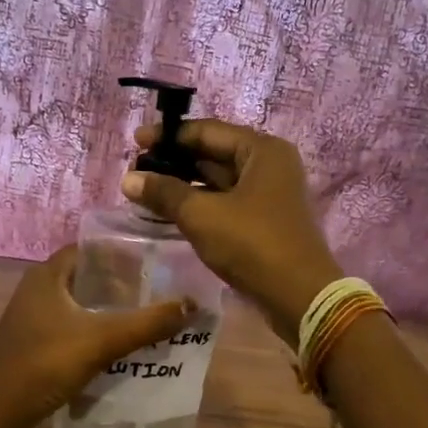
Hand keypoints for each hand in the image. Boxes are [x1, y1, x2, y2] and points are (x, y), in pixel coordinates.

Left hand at [0, 246, 195, 427]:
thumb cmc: (45, 364)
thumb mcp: (101, 340)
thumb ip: (147, 323)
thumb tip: (192, 304)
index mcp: (48, 274)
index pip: (91, 248)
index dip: (122, 250)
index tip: (155, 259)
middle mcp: (39, 288)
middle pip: (89, 276)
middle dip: (123, 282)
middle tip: (160, 289)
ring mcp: (35, 317)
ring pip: (82, 303)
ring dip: (111, 308)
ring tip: (150, 315)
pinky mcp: (36, 342)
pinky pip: (74, 326)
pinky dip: (97, 329)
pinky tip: (122, 344)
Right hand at [121, 121, 342, 346]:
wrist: (299, 297)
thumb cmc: (252, 244)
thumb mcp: (202, 215)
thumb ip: (164, 193)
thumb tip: (128, 179)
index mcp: (262, 150)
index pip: (207, 131)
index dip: (168, 136)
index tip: (135, 142)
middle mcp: (269, 165)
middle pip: (213, 153)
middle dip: (174, 162)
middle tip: (136, 170)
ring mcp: (269, 194)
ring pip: (218, 180)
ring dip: (183, 185)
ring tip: (145, 191)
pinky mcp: (265, 220)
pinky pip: (225, 202)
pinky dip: (199, 204)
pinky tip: (170, 212)